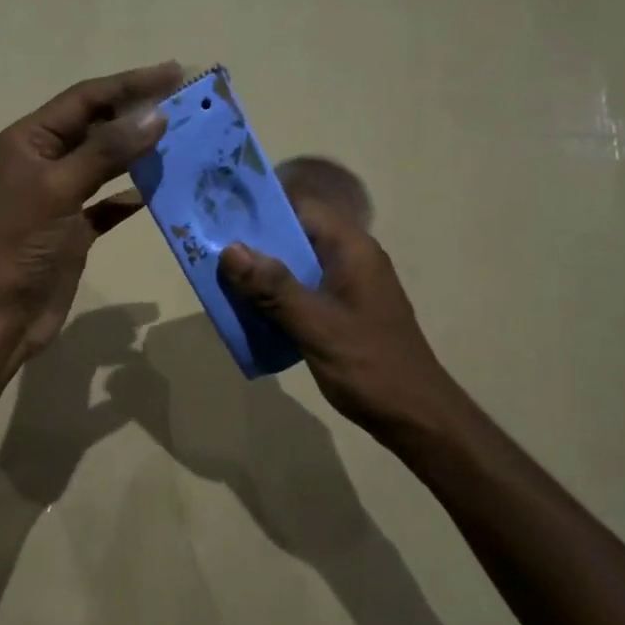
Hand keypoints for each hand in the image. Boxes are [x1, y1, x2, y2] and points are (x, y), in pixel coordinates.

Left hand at [0, 62, 181, 363]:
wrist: (1, 313)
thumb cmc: (22, 245)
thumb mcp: (60, 190)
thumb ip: (106, 152)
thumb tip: (155, 115)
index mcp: (30, 140)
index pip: (86, 99)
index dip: (130, 84)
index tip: (176, 73)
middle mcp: (45, 161)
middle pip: (98, 126)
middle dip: (138, 113)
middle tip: (188, 104)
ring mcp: (61, 196)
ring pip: (107, 162)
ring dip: (140, 151)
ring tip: (183, 139)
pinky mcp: (75, 229)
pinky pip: (110, 203)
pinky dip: (132, 196)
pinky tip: (160, 190)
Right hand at [218, 198, 448, 443]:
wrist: (414, 415)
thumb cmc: (369, 365)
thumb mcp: (315, 325)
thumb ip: (273, 287)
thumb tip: (230, 250)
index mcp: (352, 250)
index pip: (303, 209)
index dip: (263, 209)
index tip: (221, 217)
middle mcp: (352, 260)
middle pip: (297, 236)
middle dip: (255, 245)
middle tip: (209, 252)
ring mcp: (349, 287)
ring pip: (297, 267)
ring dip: (262, 275)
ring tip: (220, 282)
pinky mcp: (343, 313)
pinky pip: (303, 293)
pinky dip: (277, 299)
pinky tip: (249, 313)